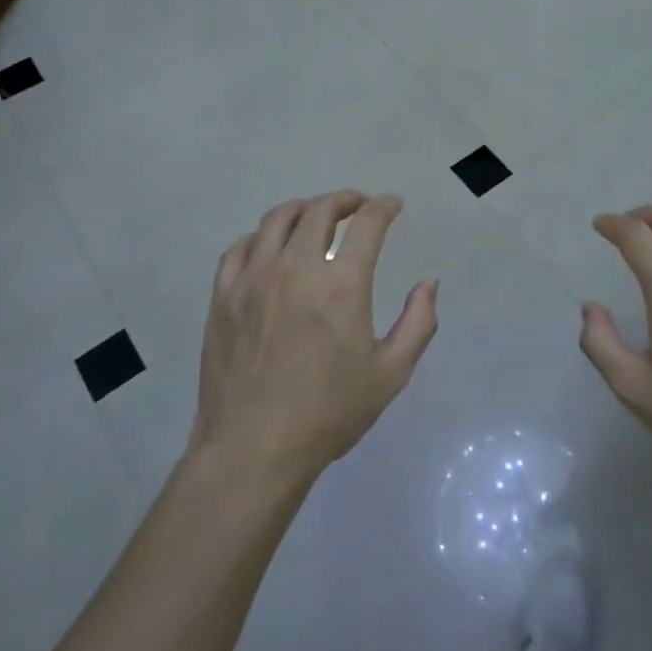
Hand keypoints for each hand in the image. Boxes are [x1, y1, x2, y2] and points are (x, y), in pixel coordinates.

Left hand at [191, 191, 438, 487]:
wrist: (253, 450)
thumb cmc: (328, 414)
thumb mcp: (390, 374)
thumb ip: (418, 323)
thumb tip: (428, 283)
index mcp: (341, 285)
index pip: (368, 223)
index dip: (384, 207)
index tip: (392, 205)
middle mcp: (296, 268)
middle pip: (320, 209)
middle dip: (346, 200)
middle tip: (358, 207)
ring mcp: (254, 278)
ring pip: (278, 218)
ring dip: (304, 209)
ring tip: (316, 218)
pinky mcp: (223, 295)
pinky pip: (241, 247)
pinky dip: (263, 236)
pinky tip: (271, 247)